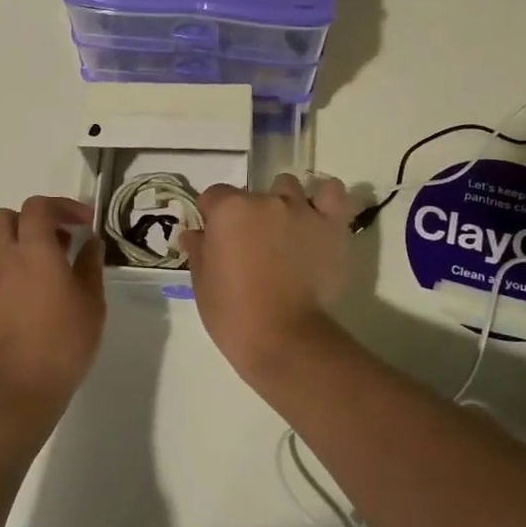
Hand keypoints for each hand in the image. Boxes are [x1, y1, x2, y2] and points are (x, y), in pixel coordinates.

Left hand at [0, 195, 105, 416]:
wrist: (13, 391)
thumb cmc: (62, 344)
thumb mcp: (92, 304)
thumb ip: (89, 266)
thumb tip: (90, 243)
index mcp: (35, 250)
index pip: (38, 206)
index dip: (61, 206)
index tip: (81, 223)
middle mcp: (1, 259)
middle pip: (4, 217)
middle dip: (29, 222)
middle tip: (53, 244)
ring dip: (6, 244)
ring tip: (27, 267)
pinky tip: (13, 304)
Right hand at [180, 173, 354, 381]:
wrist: (283, 337)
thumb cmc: (233, 312)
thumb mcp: (202, 282)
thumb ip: (198, 250)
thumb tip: (194, 233)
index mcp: (229, 209)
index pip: (214, 196)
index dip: (211, 216)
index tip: (215, 239)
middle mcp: (265, 200)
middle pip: (252, 194)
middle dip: (248, 215)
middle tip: (250, 246)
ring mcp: (300, 210)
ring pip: (289, 189)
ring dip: (282, 204)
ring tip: (284, 233)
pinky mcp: (330, 226)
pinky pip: (332, 194)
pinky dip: (323, 200)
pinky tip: (316, 215)